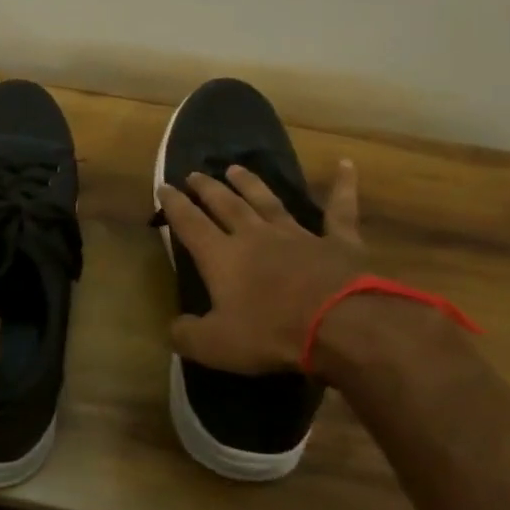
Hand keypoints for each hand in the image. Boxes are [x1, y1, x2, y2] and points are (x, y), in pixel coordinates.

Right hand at [156, 159, 364, 375]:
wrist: (341, 324)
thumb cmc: (271, 332)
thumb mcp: (216, 345)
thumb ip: (187, 334)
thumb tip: (173, 328)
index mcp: (222, 257)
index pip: (190, 224)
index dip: (174, 205)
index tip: (164, 187)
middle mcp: (255, 236)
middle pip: (226, 205)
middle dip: (208, 189)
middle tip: (195, 174)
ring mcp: (298, 235)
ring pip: (268, 202)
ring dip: (251, 184)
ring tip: (235, 168)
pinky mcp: (338, 242)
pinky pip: (339, 210)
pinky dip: (342, 186)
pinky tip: (345, 164)